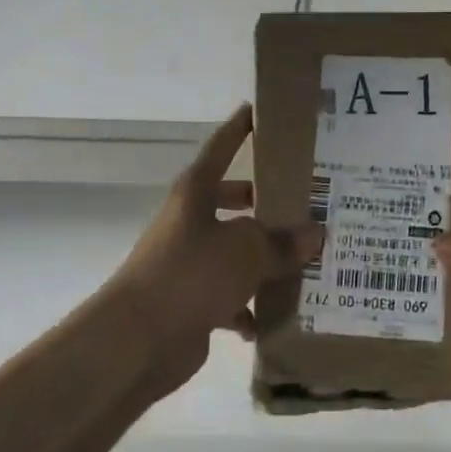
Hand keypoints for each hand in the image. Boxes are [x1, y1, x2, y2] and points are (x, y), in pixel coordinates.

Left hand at [110, 105, 321, 393]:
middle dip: (266, 205)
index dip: (240, 129)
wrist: (137, 341)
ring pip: (237, 253)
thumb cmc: (190, 275)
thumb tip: (313, 235)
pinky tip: (274, 319)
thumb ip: (282, 242)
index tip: (259, 111)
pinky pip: (231, 298)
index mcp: (196, 195)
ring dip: (266, 261)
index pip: (221, 149)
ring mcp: (190, 264)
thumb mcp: (246, 251)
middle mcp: (191, 223)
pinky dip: (250, 308)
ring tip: (307, 263)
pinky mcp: (192, 302)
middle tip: (306, 205)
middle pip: (234, 203)